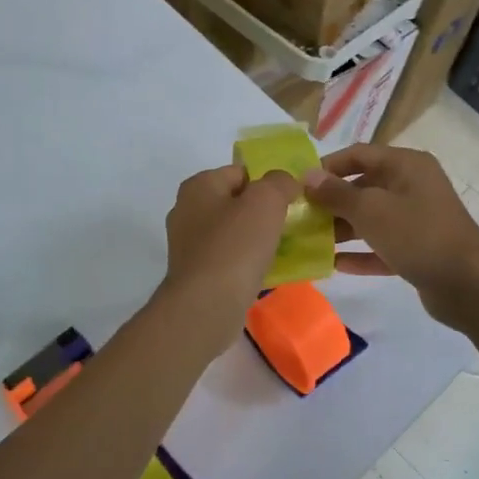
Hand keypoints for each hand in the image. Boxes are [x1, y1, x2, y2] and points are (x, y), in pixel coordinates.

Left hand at [160, 163, 299, 333]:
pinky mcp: (195, 274)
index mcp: (198, 186)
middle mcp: (187, 211)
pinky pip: (228, 259)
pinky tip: (265, 272)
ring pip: (232, 233)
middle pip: (235, 202)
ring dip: (256, 239)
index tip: (291, 201)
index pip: (240, 172)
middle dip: (263, 212)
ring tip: (282, 250)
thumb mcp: (265, 201)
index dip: (268, 183)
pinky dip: (246, 263)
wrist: (206, 306)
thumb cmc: (235, 246)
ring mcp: (188, 245)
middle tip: (290, 225)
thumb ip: (279, 182)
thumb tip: (284, 182)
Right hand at [301, 145, 478, 323]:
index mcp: (406, 165)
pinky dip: (361, 253)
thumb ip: (336, 193)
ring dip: (343, 228)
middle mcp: (413, 186)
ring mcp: (417, 219)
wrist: (468, 285)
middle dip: (332, 201)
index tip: (299, 186)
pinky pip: (382, 245)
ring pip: (372, 218)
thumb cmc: (417, 235)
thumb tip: (307, 176)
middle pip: (363, 186)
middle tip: (301, 217)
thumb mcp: (370, 210)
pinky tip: (334, 264)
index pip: (358, 154)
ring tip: (311, 242)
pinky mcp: (418, 249)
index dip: (327, 167)